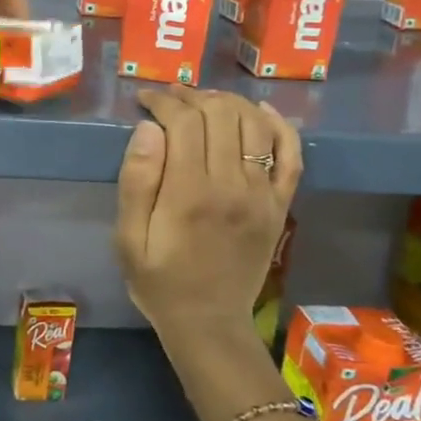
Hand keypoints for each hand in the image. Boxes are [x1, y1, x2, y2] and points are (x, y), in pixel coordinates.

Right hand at [116, 88, 301, 346]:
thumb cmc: (159, 280)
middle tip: (170, 99)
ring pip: (255, 124)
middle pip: (220, 114)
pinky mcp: (280, 205)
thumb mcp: (128, 238)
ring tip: (204, 103)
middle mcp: (232, 186)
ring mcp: (263, 194)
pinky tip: (259, 111)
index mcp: (190, 193)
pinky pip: (291, 154)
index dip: (163, 100)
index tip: (145, 99)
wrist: (208, 323)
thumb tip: (147, 129)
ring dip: (229, 103)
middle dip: (192, 96)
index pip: (183, 121)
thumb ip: (136, 181)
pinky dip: (279, 125)